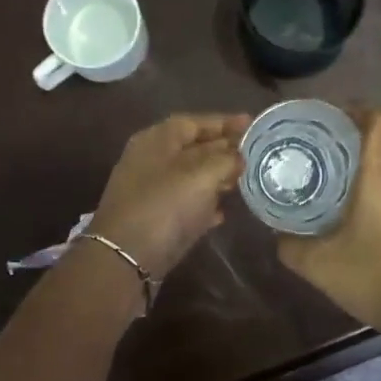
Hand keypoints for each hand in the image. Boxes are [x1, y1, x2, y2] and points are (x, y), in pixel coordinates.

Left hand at [91, 113, 249, 279]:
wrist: (126, 258)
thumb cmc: (165, 205)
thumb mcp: (202, 175)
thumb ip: (225, 159)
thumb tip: (239, 156)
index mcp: (157, 140)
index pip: (195, 122)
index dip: (224, 122)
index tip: (251, 123)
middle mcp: (152, 160)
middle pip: (193, 148)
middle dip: (224, 149)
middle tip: (254, 153)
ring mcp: (152, 191)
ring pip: (191, 176)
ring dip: (217, 177)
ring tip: (244, 180)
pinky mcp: (156, 219)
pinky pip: (186, 203)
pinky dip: (205, 204)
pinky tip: (223, 212)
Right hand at [278, 109, 380, 337]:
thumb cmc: (372, 275)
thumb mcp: (319, 264)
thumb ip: (291, 245)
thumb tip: (276, 233)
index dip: (359, 109)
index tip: (333, 117)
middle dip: (361, 134)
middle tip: (328, 146)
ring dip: (376, 159)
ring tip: (344, 174)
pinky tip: (367, 206)